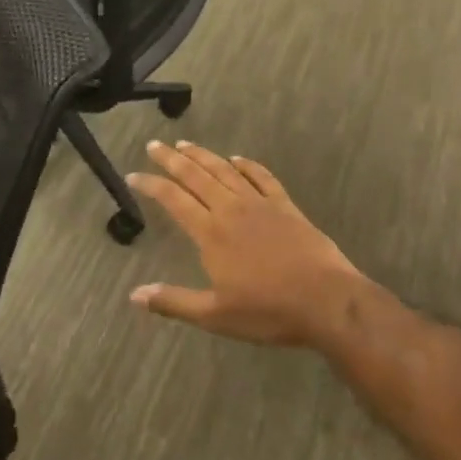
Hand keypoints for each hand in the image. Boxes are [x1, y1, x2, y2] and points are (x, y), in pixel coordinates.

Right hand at [126, 141, 363, 349]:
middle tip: (154, 145)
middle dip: (172, 159)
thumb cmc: (268, 311)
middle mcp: (231, 210)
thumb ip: (173, 302)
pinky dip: (247, 165)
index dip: (151, 185)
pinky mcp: (286, 207)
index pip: (173, 199)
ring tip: (185, 144)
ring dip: (203, 155)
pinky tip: (238, 158)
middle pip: (196, 176)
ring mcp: (261, 205)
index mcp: (211, 233)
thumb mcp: (215, 315)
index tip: (132, 176)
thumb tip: (134, 295)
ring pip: (226, 170)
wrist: (328, 302)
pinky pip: (262, 177)